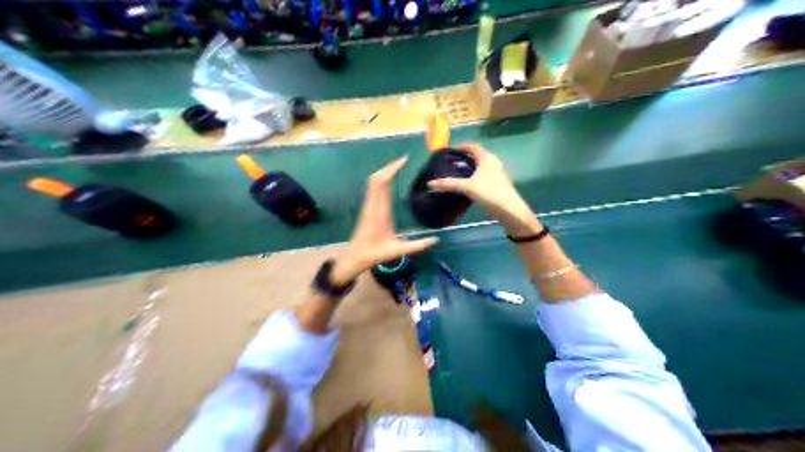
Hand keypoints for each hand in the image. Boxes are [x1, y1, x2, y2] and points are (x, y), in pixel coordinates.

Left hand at [330, 155, 437, 282]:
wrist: (355, 257)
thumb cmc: (375, 254)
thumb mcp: (398, 251)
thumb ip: (417, 246)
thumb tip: (437, 240)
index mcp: (380, 211)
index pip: (383, 183)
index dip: (392, 168)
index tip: (405, 160)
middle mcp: (373, 204)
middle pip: (377, 178)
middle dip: (390, 166)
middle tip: (405, 159)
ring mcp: (368, 205)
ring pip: (373, 181)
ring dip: (384, 171)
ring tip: (399, 166)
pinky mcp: (367, 207)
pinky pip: (372, 188)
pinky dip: (381, 178)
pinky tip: (389, 179)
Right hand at [428, 142, 540, 236]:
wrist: (508, 208)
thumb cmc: (488, 192)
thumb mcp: (466, 187)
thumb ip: (448, 184)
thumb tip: (430, 184)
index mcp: (486, 158)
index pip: (472, 146)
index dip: (461, 146)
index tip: (451, 150)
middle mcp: (493, 162)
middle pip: (477, 155)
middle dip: (465, 158)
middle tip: (453, 163)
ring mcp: (498, 173)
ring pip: (482, 166)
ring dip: (471, 168)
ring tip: (459, 174)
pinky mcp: (499, 183)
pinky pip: (485, 175)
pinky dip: (476, 177)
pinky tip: (469, 186)